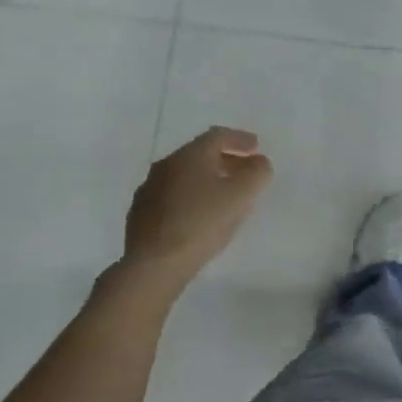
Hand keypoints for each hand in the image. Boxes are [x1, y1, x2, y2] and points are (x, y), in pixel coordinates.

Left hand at [121, 127, 272, 286]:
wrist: (154, 264)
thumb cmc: (201, 222)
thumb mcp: (241, 195)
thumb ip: (256, 173)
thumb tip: (259, 163)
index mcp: (189, 155)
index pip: (217, 136)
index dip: (240, 139)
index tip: (257, 148)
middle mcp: (165, 166)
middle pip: (200, 155)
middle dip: (226, 160)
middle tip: (245, 172)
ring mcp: (149, 191)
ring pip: (185, 177)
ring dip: (208, 180)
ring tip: (226, 196)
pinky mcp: (141, 216)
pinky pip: (173, 197)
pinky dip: (192, 198)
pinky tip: (201, 216)